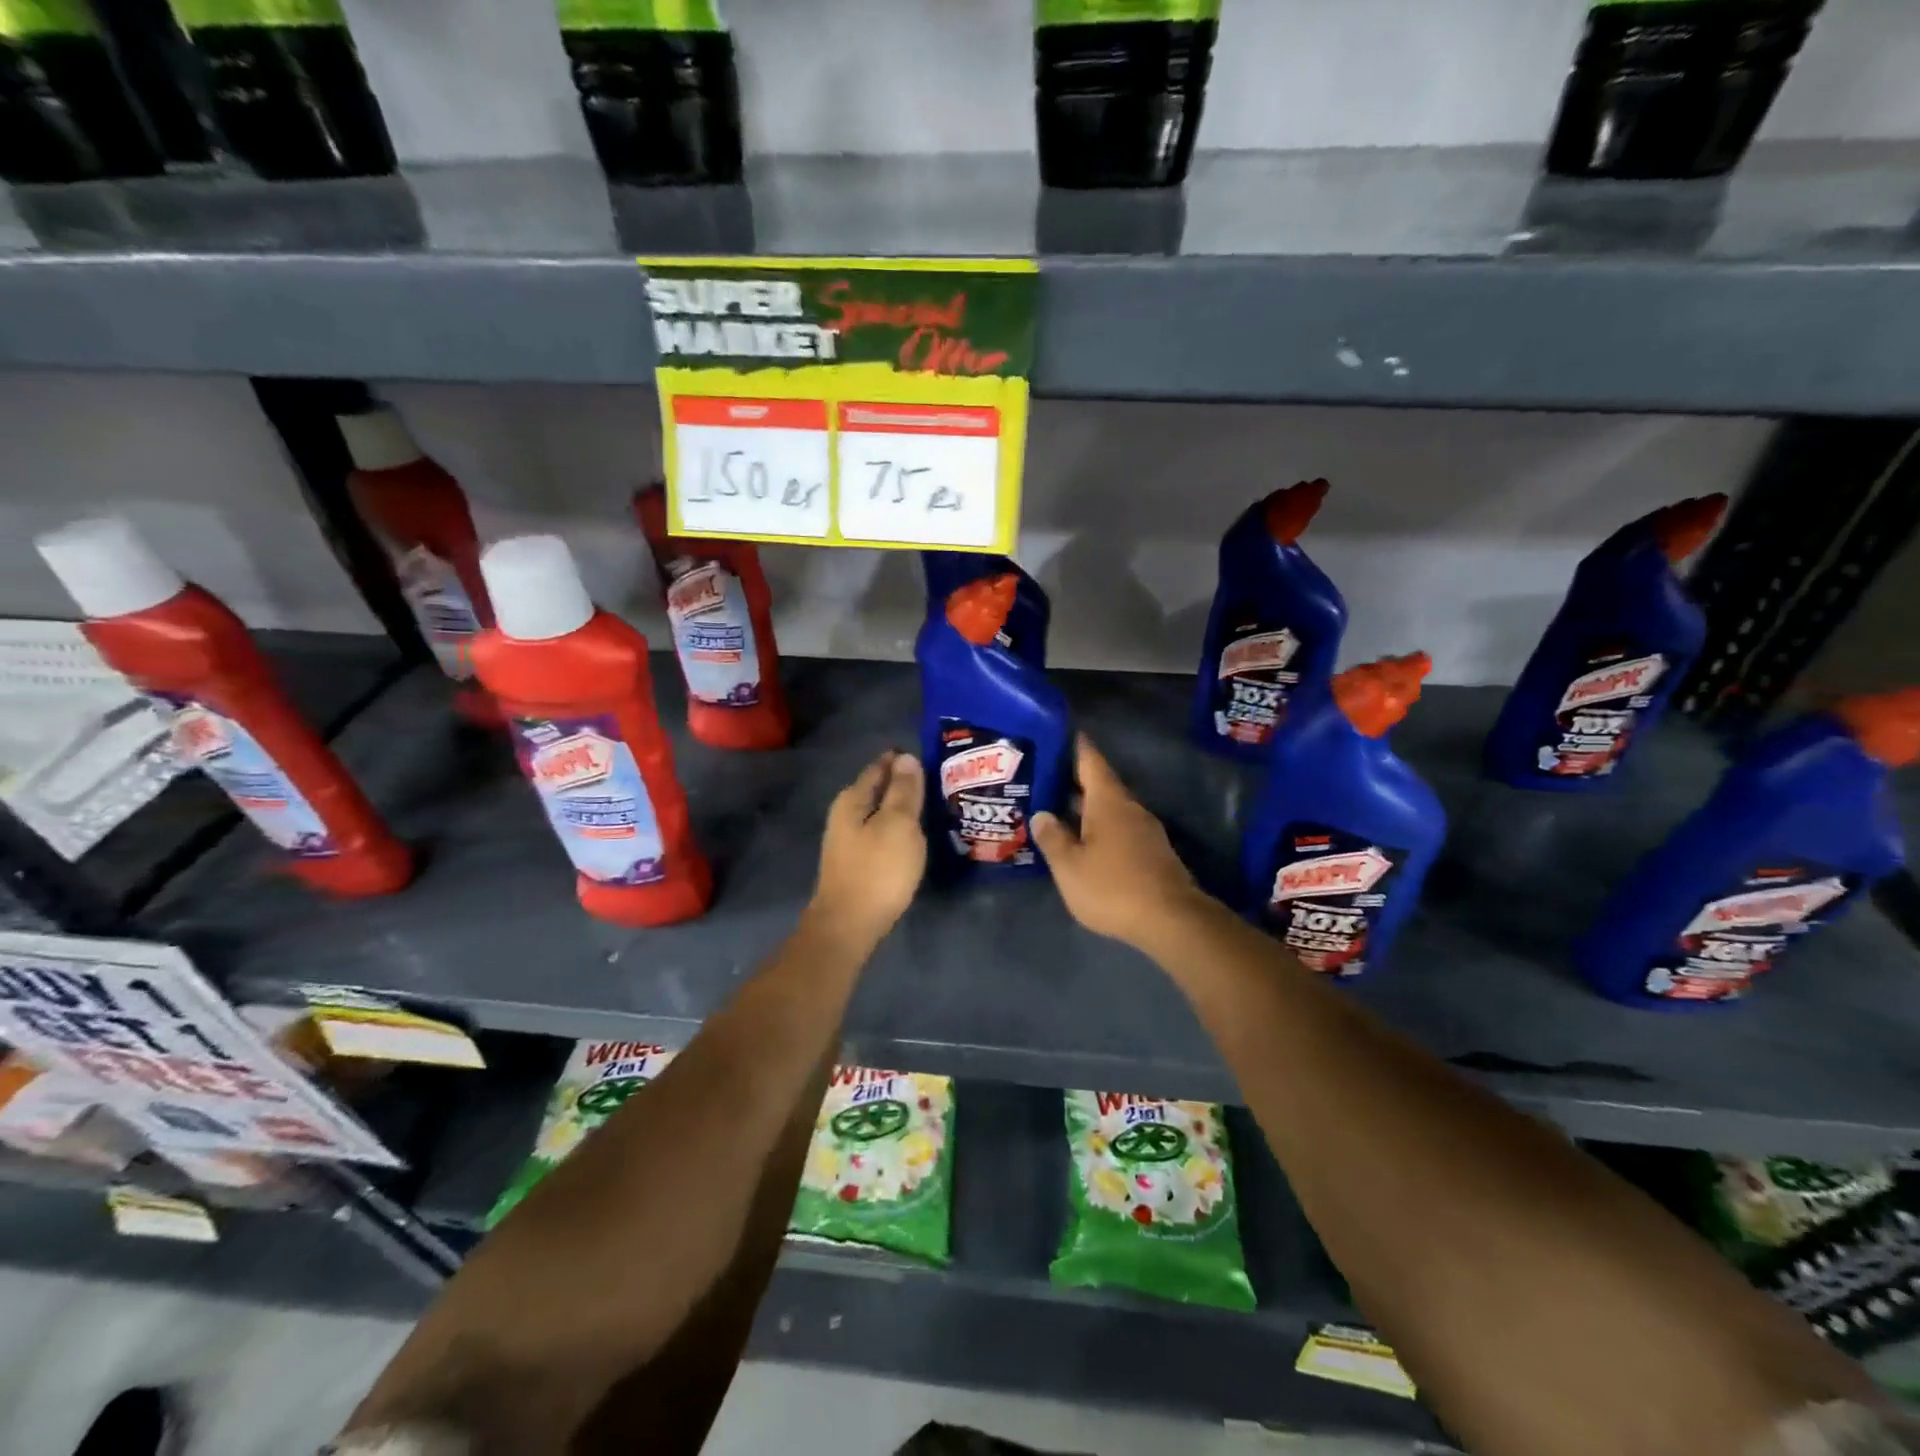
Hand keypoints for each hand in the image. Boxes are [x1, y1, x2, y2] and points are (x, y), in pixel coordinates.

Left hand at [810, 751, 926, 945]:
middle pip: (876, 789)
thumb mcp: (898, 824)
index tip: (929, 756)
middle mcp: (845, 815)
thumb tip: (907, 758)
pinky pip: (880, 833)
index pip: (879, 767)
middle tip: (937, 779)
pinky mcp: (856, 863)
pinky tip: (913, 836)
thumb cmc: (877, 870)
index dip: (902, 760)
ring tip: (930, 806)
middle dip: (902, 783)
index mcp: (852, 799)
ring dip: (900, 807)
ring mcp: (848, 841)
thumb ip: (904, 791)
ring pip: (878, 812)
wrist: (849, 926)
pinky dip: (896, 828)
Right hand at [1033, 735, 1207, 950]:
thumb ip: (1053, 838)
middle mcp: (1129, 808)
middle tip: (1044, 775)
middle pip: (1100, 784)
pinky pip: (1119, 828)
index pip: (1090, 761)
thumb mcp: (1070, 867)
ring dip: (1086, 806)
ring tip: (1058, 808)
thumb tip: (1042, 815)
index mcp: (1108, 802)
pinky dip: (1099, 827)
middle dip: (1074, 779)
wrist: (1171, 920)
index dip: (1075, 745)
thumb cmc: (1113, 887)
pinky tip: (1083, 840)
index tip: (1059, 732)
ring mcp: (1144, 830)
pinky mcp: (1152, 853)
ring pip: (1110, 809)